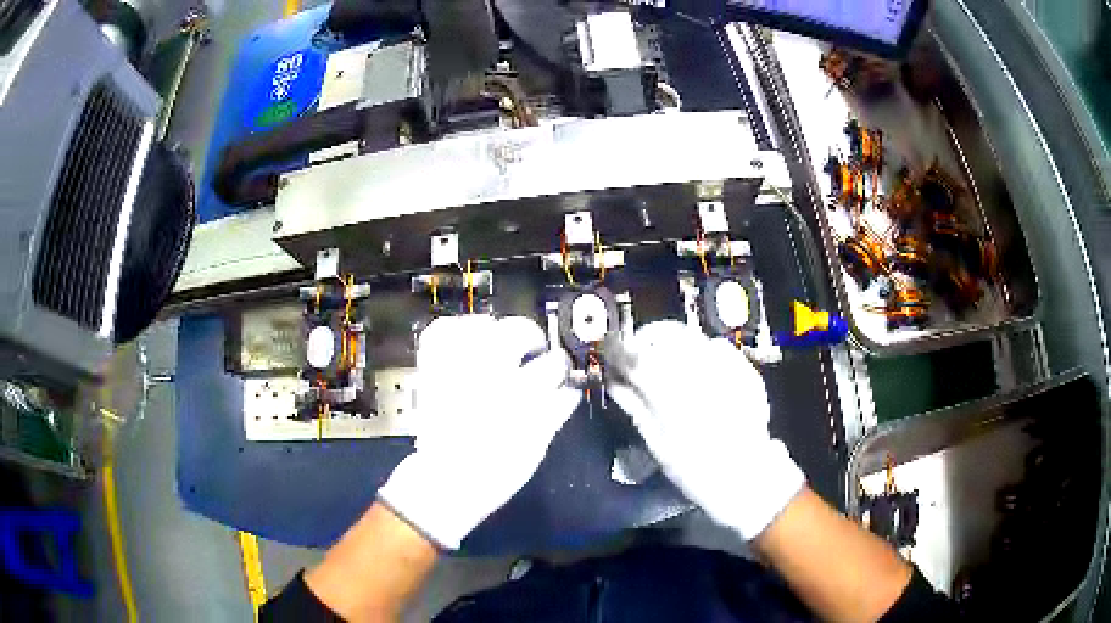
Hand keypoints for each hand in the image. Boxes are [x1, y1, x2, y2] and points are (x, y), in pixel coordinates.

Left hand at [378, 315, 580, 549]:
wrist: (446, 480)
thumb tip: (570, 389)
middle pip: (522, 331)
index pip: (555, 364)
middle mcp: (491, 373)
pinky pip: (445, 330)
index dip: (561, 368)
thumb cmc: (497, 471)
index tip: (560, 372)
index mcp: (522, 395)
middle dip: (533, 340)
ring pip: (486, 325)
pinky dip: (458, 330)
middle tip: (532, 351)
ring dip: (497, 333)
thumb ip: (555, 410)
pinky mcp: (433, 366)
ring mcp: (458, 366)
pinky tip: (468, 339)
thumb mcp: (537, 444)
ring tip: (498, 346)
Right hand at [605, 321, 803, 539]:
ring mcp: (727, 369)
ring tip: (665, 360)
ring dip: (672, 342)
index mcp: (673, 395)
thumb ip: (636, 406)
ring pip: (692, 337)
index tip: (612, 352)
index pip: (638, 358)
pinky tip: (698, 368)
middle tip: (636, 354)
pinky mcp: (745, 371)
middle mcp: (700, 373)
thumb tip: (615, 382)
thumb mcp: (658, 443)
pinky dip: (701, 349)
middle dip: (646, 340)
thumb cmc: (695, 469)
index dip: (620, 351)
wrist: (747, 478)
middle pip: (666, 336)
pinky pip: (717, 346)